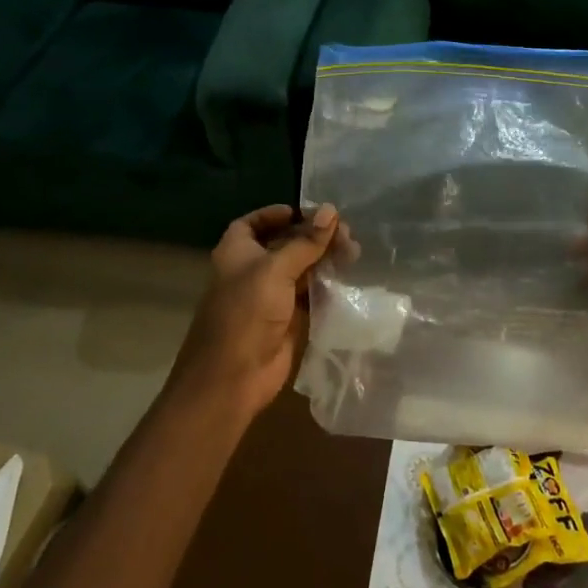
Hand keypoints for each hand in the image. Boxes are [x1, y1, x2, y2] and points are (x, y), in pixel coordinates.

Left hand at [172, 204, 339, 417]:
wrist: (233, 377)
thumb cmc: (246, 312)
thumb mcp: (276, 269)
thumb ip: (305, 242)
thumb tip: (331, 210)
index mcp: (237, 251)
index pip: (255, 223)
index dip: (278, 214)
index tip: (308, 211)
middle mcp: (252, 270)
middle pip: (285, 244)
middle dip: (313, 236)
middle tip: (346, 233)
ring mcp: (270, 296)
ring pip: (301, 269)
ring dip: (324, 259)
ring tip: (354, 252)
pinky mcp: (287, 319)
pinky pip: (310, 295)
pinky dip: (327, 285)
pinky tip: (348, 276)